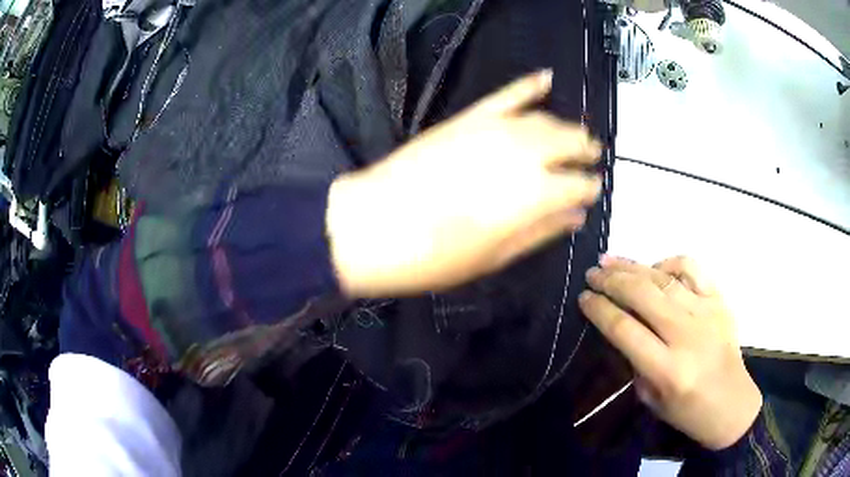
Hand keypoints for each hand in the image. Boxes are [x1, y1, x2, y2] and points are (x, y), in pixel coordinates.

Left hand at [328, 71, 601, 296]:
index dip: (589, 188)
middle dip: (584, 150)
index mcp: (534, 194)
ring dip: (565, 126)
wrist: (373, 225)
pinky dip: (529, 85)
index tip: (592, 191)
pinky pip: (506, 94)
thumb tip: (575, 217)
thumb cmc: (436, 255)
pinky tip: (546, 78)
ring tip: (574, 135)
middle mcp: (523, 154)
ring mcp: (494, 130)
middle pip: (568, 142)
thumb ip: (541, 232)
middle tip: (590, 157)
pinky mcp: (468, 118)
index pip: (578, 184)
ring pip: (544, 119)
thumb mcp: (495, 256)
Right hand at [578, 256, 761, 449]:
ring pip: (664, 278)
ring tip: (610, 260)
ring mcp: (706, 312)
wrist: (731, 403)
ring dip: (633, 266)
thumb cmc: (687, 411)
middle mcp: (687, 335)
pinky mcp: (720, 300)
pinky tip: (656, 266)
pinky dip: (670, 262)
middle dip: (611, 281)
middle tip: (592, 274)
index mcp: (667, 369)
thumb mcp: (651, 399)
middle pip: (642, 295)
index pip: (624, 329)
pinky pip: (693, 268)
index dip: (599, 309)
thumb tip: (621, 326)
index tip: (583, 298)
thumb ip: (635, 362)